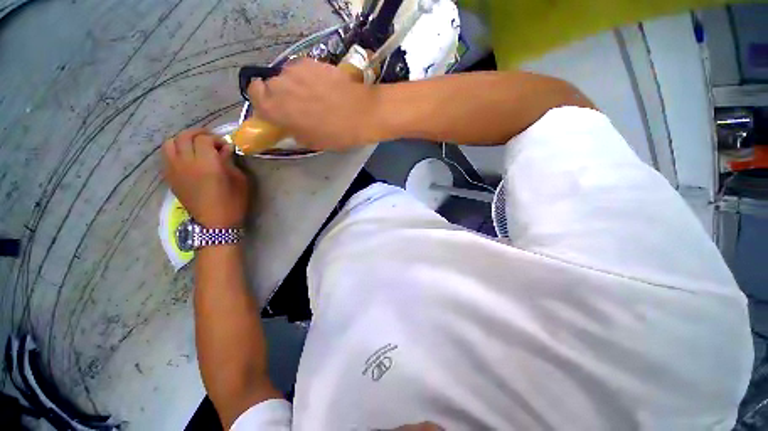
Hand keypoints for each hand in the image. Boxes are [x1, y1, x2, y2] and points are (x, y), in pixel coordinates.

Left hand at [162, 128, 248, 227]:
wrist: (215, 224)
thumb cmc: (233, 202)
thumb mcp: (240, 180)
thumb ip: (230, 161)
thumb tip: (225, 148)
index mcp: (207, 164)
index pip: (203, 139)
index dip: (215, 138)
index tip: (225, 145)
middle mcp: (186, 163)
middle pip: (184, 136)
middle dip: (198, 134)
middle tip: (210, 140)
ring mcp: (174, 170)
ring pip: (170, 143)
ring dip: (183, 140)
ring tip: (195, 146)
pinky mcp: (169, 177)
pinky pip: (166, 156)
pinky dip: (176, 151)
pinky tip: (187, 158)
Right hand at [248, 59, 379, 149]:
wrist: (360, 112)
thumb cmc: (336, 133)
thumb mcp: (310, 141)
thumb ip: (291, 129)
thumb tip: (287, 123)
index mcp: (275, 108)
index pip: (253, 95)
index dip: (262, 101)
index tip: (274, 108)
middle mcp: (279, 84)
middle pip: (269, 84)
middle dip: (280, 94)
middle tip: (297, 105)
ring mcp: (295, 70)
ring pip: (286, 76)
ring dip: (294, 85)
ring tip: (314, 95)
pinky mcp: (311, 61)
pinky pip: (301, 69)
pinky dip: (307, 77)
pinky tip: (322, 86)